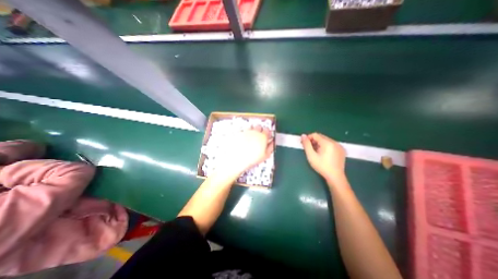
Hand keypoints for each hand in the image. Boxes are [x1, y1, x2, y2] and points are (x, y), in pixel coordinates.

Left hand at [217, 126, 271, 176]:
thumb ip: (271, 147)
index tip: (266, 137)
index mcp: (263, 136)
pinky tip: (243, 140)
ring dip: (252, 131)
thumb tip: (273, 142)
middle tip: (258, 138)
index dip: (267, 133)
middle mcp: (255, 132)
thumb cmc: (252, 159)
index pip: (267, 130)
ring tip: (250, 139)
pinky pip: (243, 131)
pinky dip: (244, 134)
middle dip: (259, 131)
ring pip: (251, 127)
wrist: (237, 159)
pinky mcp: (239, 133)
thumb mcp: (265, 155)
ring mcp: (246, 131)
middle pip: (259, 127)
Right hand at [302, 133, 344, 183]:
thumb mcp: (311, 156)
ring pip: (326, 140)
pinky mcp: (342, 150)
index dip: (308, 138)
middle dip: (314, 141)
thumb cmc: (321, 166)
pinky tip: (324, 154)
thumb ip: (306, 145)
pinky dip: (326, 146)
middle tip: (309, 148)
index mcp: (327, 143)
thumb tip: (303, 135)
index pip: (315, 135)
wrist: (335, 177)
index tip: (304, 144)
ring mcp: (339, 146)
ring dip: (319, 143)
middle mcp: (334, 142)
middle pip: (321, 137)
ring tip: (316, 152)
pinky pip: (331, 144)